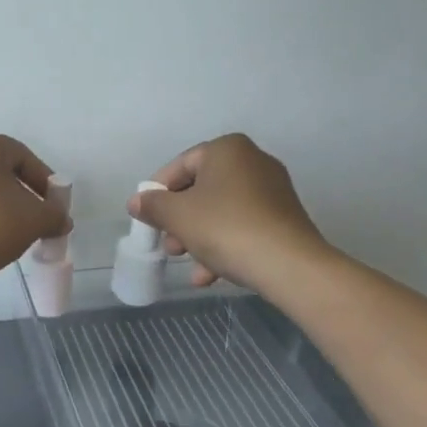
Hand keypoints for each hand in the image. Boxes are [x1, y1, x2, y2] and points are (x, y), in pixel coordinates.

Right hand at [127, 134, 333, 292]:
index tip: (147, 217)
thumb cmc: (225, 227)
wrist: (289, 265)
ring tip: (186, 262)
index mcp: (227, 149)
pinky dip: (224, 245)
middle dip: (180, 219)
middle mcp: (253, 161)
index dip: (158, 192)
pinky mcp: (284, 219)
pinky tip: (209, 276)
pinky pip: (243, 226)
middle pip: (201, 189)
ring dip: (198, 237)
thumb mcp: (177, 215)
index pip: (180, 166)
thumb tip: (137, 202)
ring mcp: (272, 191)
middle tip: (168, 244)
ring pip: (221, 211)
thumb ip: (152, 205)